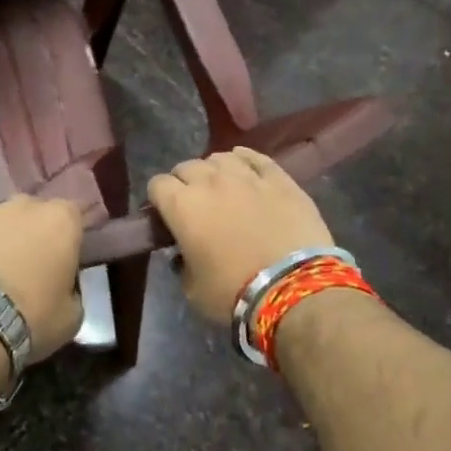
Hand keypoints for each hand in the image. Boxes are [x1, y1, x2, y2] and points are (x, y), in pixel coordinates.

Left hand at [0, 196, 84, 361]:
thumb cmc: (31, 318)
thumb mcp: (71, 315)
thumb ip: (72, 289)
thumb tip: (62, 287)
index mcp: (59, 220)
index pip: (72, 215)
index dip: (66, 237)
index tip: (60, 261)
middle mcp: (21, 205)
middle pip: (29, 214)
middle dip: (28, 235)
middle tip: (23, 270)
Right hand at [146, 148, 334, 323]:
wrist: (293, 288)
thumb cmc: (233, 293)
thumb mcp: (192, 288)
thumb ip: (182, 263)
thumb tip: (184, 254)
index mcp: (182, 206)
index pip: (157, 185)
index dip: (158, 199)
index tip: (165, 216)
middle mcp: (209, 181)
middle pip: (186, 167)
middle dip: (184, 183)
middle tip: (194, 206)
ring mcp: (246, 176)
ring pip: (220, 158)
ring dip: (213, 171)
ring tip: (221, 188)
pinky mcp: (279, 178)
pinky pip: (255, 157)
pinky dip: (244, 161)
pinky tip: (246, 171)